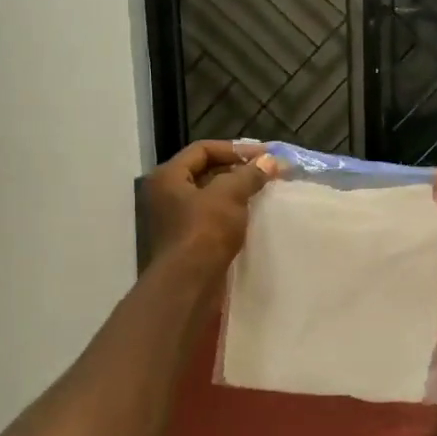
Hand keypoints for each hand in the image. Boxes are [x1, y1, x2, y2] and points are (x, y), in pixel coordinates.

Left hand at [144, 141, 275, 273]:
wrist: (189, 285)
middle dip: (237, 171)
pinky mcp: (186, 241)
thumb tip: (270, 160)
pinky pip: (211, 218)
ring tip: (264, 193)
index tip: (265, 156)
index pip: (203, 150)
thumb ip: (249, 174)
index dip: (235, 150)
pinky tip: (252, 217)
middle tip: (267, 173)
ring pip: (209, 197)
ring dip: (236, 193)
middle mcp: (166, 195)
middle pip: (205, 172)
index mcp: (168, 177)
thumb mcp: (229, 196)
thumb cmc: (204, 232)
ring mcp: (174, 220)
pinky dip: (231, 214)